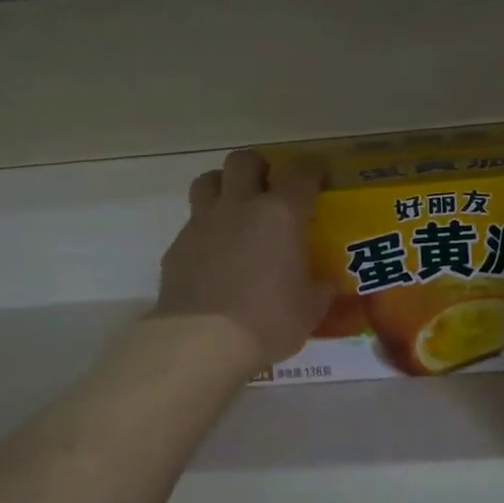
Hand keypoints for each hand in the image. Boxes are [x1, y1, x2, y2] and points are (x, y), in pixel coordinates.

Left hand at [154, 150, 333, 368]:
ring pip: (208, 180)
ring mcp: (203, 223)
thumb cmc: (267, 322)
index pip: (301, 172)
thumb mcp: (309, 310)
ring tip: (235, 209)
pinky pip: (192, 223)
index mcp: (280, 215)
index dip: (314, 169)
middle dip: (259, 167)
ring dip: (224, 186)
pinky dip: (205, 229)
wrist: (201, 342)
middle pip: (245, 160)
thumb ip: (320, 288)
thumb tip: (325, 282)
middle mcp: (240, 206)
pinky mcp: (178, 245)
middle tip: (269, 189)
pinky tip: (213, 255)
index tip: (320, 177)